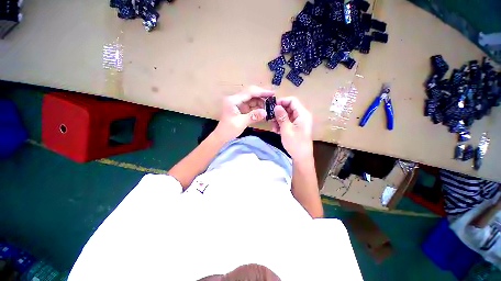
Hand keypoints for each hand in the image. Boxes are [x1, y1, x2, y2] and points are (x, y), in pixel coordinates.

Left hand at [214, 86, 273, 141]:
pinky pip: (250, 106)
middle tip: (272, 100)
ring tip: (269, 107)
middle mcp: (235, 99)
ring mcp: (238, 104)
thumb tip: (266, 112)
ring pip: (252, 100)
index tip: (272, 93)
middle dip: (262, 97)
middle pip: (251, 94)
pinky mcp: (240, 109)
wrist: (221, 137)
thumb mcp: (241, 123)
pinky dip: (257, 108)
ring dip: (260, 103)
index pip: (249, 92)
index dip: (261, 92)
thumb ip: (253, 116)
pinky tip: (263, 111)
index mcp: (233, 100)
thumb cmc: (228, 130)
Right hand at [272, 97, 312, 159]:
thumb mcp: (286, 129)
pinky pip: (288, 121)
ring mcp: (299, 121)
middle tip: (270, 118)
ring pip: (287, 115)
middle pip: (289, 107)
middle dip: (279, 112)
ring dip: (279, 119)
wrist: (301, 157)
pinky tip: (276, 130)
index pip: (292, 100)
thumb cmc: (295, 143)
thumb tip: (276, 106)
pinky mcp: (297, 127)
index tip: (272, 107)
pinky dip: (281, 124)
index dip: (282, 101)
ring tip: (273, 127)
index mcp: (302, 114)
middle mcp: (302, 116)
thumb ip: (281, 116)